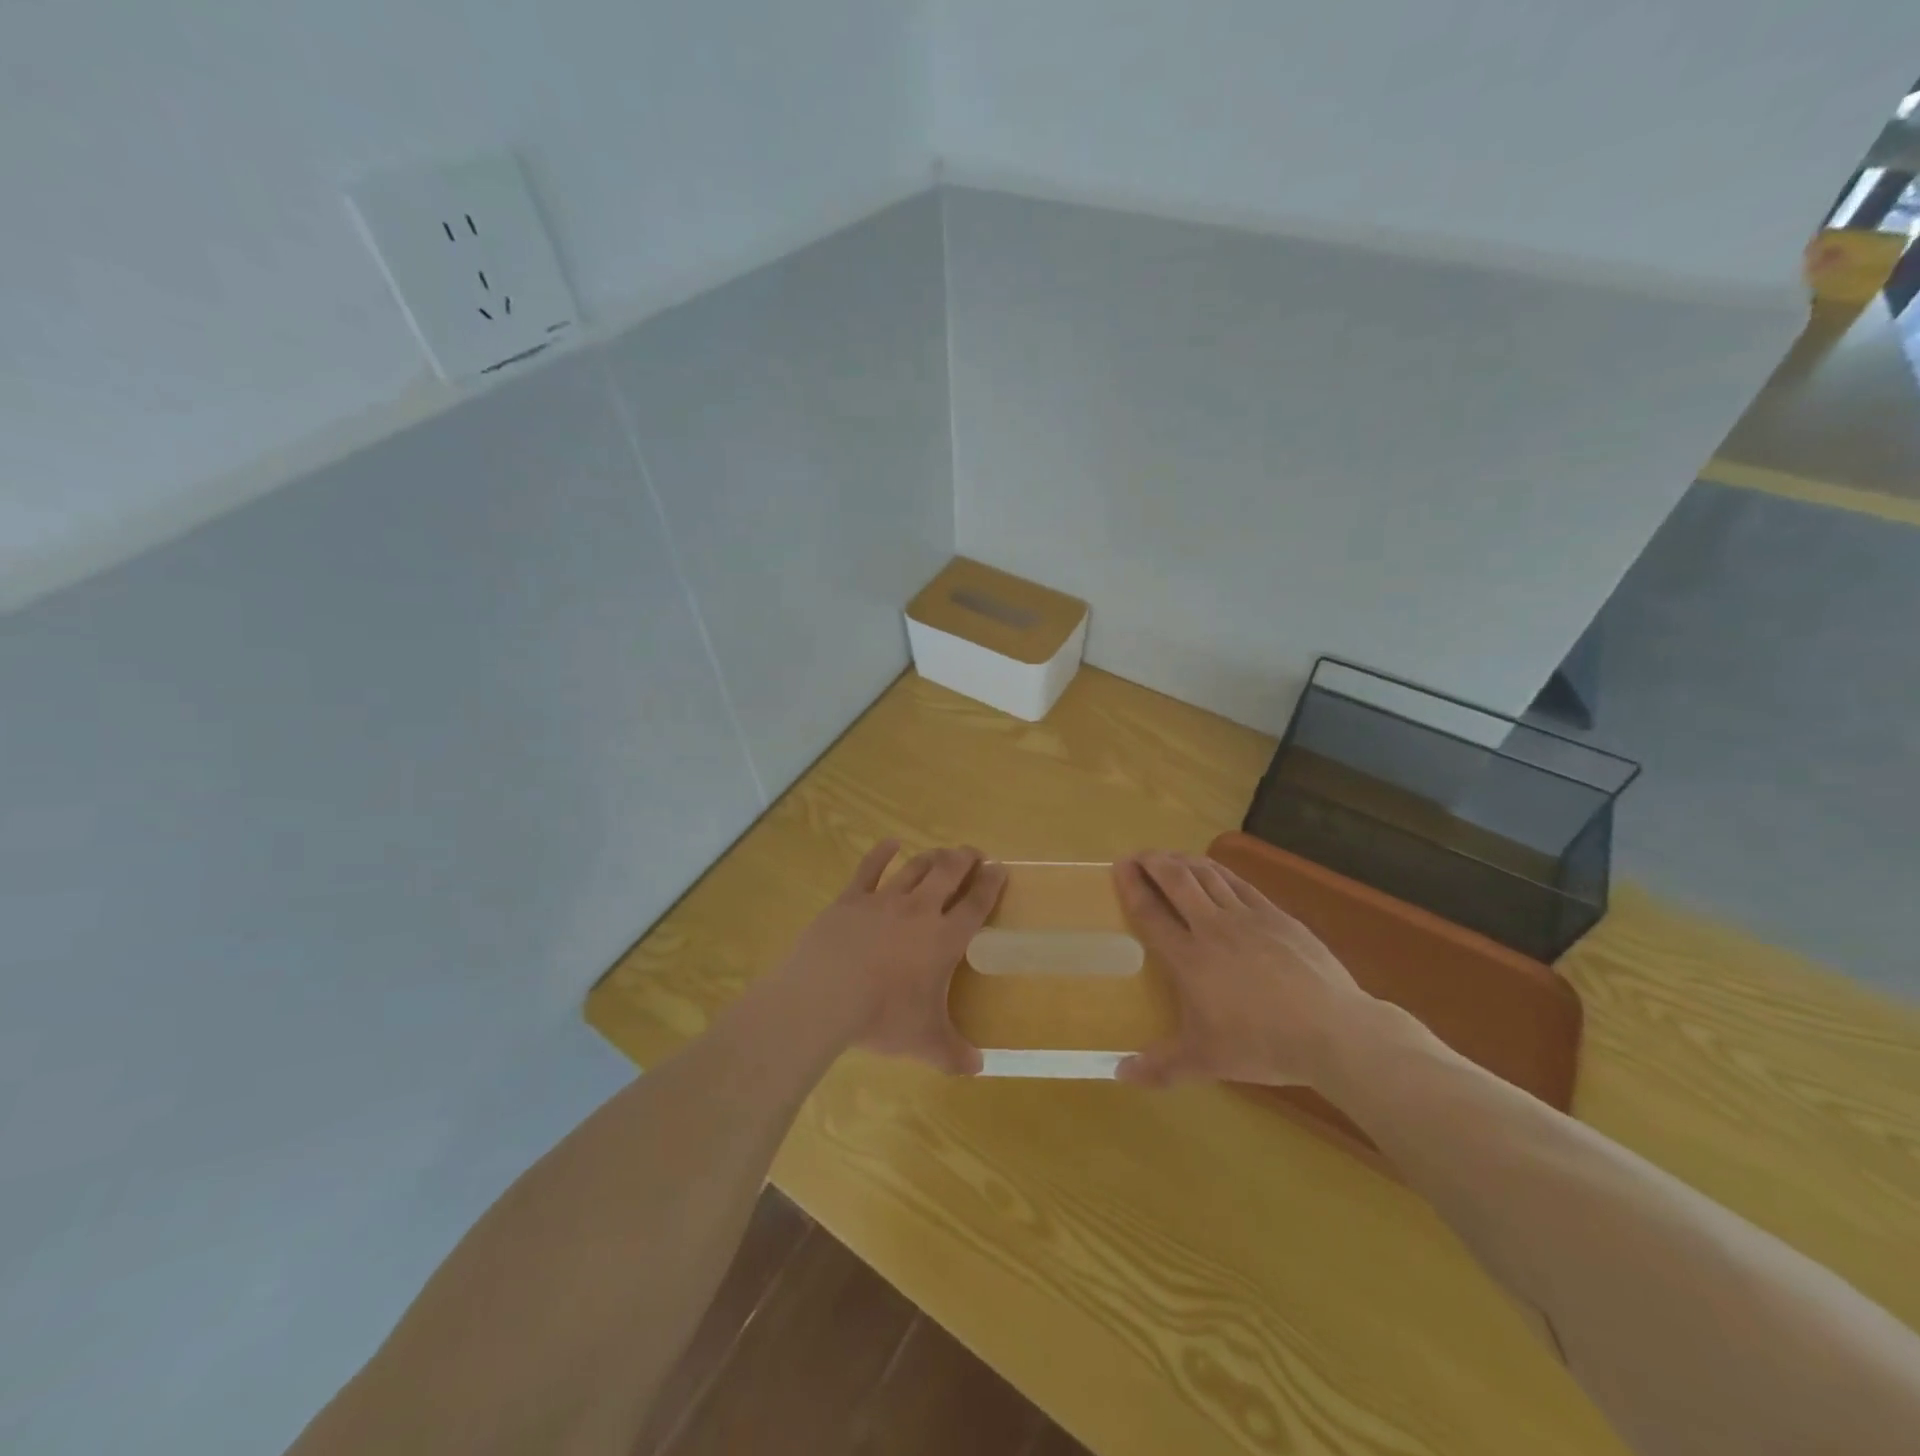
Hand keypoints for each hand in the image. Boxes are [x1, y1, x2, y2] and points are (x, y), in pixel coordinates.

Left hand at [779, 840, 1005, 1074]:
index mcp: (944, 939)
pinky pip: (870, 869)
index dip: (991, 884)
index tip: (1000, 867)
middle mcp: (919, 911)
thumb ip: (954, 1054)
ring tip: (942, 852)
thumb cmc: (883, 1017)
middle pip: (949, 873)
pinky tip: (890, 843)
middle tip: (973, 853)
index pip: (976, 904)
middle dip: (965, 859)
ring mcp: (884, 900)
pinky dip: (882, 853)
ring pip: (915, 867)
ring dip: (932, 856)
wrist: (826, 996)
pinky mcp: (851, 899)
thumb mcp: (925, 1042)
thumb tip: (978, 1069)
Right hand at [1112, 850, 1374, 1088]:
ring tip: (1170, 858)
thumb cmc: (1262, 1044)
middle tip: (1139, 855)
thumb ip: (1161, 1066)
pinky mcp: (1277, 916)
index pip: (1151, 912)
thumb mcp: (1206, 1061)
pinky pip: (1240, 883)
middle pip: (1177, 880)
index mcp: (1189, 958)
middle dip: (1153, 862)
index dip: (1131, 886)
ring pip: (1208, 875)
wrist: (1333, 1031)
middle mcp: (1213, 928)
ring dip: (1183, 861)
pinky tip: (1214, 870)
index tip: (1119, 866)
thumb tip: (1119, 1074)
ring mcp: (1248, 917)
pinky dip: (1219, 871)